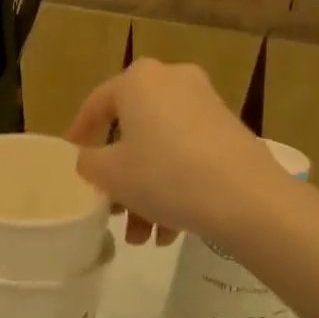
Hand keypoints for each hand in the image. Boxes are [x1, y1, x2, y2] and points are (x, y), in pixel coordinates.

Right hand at [66, 59, 287, 246]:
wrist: (247, 199)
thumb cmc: (165, 175)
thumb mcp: (109, 173)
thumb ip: (88, 162)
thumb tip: (91, 160)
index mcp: (138, 80)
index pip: (95, 106)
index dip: (79, 136)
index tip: (71, 161)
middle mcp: (173, 80)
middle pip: (132, 132)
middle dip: (120, 178)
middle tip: (112, 210)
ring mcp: (206, 105)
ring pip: (161, 149)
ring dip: (146, 193)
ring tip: (143, 238)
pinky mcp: (230, 131)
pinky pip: (188, 155)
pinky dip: (175, 187)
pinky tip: (171, 232)